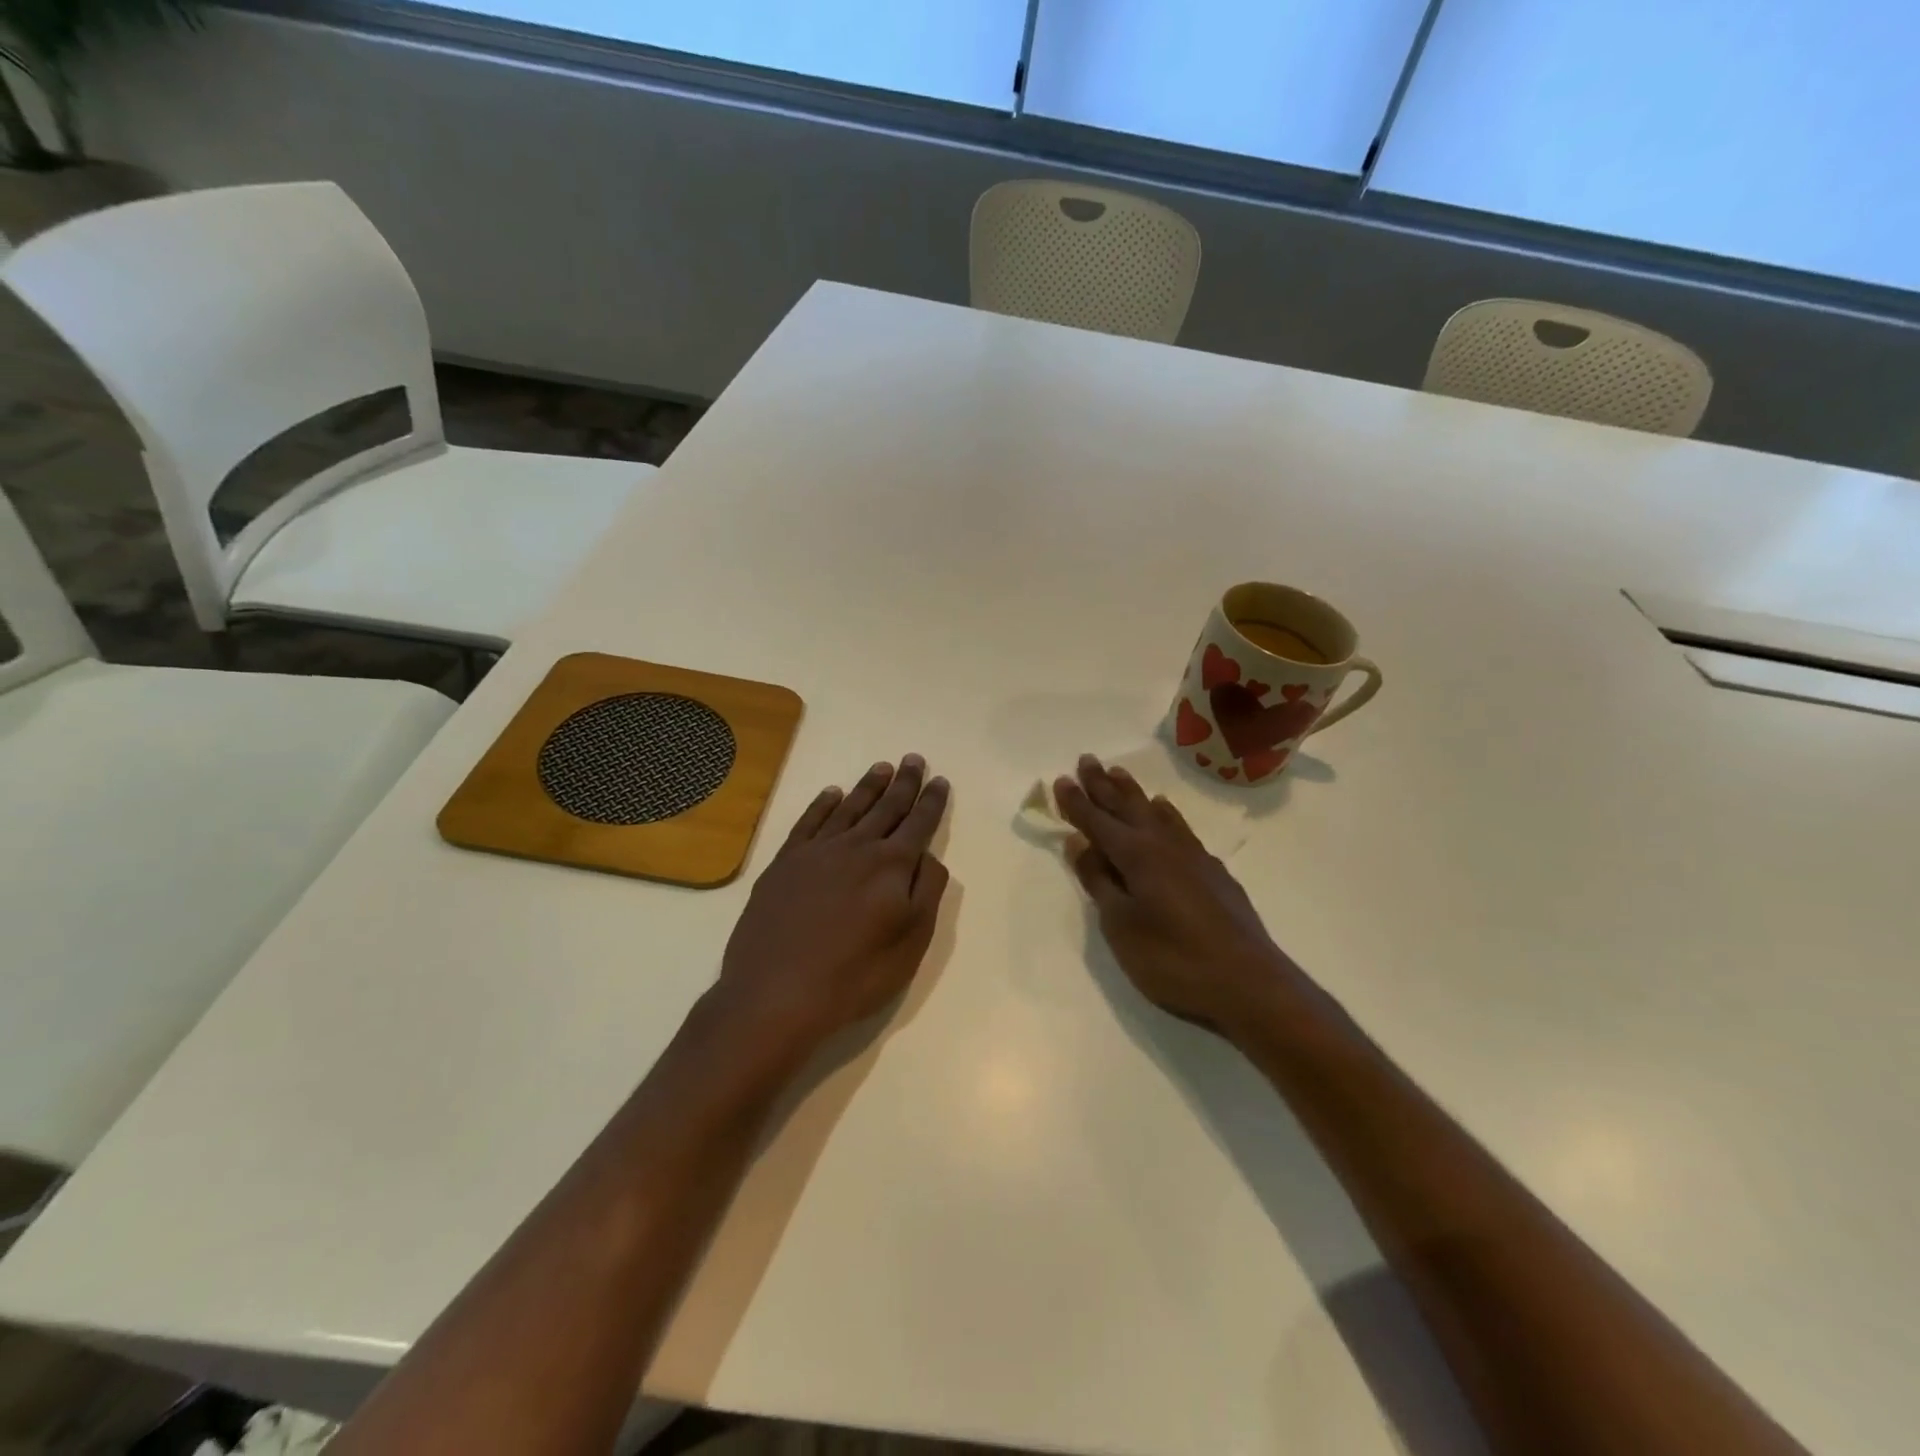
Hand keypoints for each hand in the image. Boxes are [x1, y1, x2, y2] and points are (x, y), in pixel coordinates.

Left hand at [717, 755, 950, 1053]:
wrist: (777, 992)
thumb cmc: (855, 974)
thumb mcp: (910, 942)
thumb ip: (926, 892)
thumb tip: (927, 855)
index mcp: (891, 866)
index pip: (919, 825)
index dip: (931, 802)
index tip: (940, 780)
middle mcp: (856, 848)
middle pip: (886, 808)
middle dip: (904, 783)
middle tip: (913, 759)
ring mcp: (816, 852)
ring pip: (849, 808)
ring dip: (867, 787)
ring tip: (882, 767)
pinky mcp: (784, 863)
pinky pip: (809, 822)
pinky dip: (822, 805)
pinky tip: (831, 794)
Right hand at [1054, 754, 1294, 1033]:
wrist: (1247, 982)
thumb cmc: (1172, 958)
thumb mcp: (1120, 925)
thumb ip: (1099, 881)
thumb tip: (1078, 842)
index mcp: (1136, 855)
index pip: (1097, 821)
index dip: (1077, 802)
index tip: (1062, 779)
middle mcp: (1163, 844)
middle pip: (1127, 806)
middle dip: (1103, 784)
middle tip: (1088, 760)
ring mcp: (1192, 855)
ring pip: (1155, 811)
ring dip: (1133, 792)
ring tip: (1119, 774)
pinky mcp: (1213, 870)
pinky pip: (1179, 826)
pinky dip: (1165, 813)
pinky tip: (1165, 810)